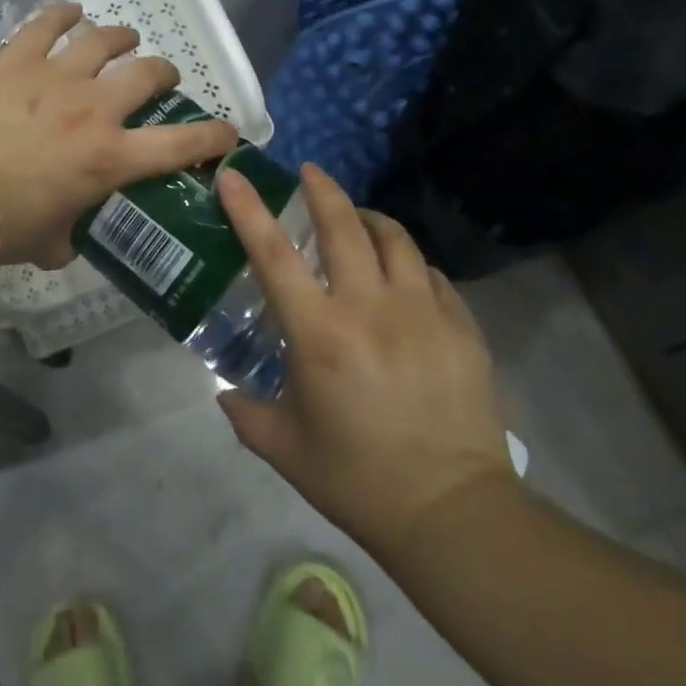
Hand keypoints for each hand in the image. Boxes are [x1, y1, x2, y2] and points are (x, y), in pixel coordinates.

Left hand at [0, 1, 238, 268]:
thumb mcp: (49, 243)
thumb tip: (71, 236)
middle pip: (146, 74)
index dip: (212, 137)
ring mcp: (56, 77)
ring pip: (102, 41)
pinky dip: (62, 14)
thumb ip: (71, 235)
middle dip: (163, 73)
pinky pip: (45, 25)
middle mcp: (94, 109)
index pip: (179, 145)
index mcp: (110, 158)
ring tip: (125, 37)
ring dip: (121, 37)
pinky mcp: (17, 60)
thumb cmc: (2, 225)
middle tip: (161, 77)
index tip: (227, 132)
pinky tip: (70, 10)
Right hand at [216, 163, 515, 556]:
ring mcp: (422, 313)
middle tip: (311, 172)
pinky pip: (432, 274)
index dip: (249, 209)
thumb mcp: (286, 449)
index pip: (274, 254)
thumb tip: (223, 394)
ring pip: (395, 239)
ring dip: (371, 218)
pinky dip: (411, 264)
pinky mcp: (461, 327)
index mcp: (319, 334)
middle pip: (343, 226)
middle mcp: (369, 308)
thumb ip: (246, 414)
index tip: (235, 175)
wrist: (452, 514)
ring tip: (359, 219)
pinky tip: (405, 275)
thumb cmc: (358, 481)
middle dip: (323, 189)